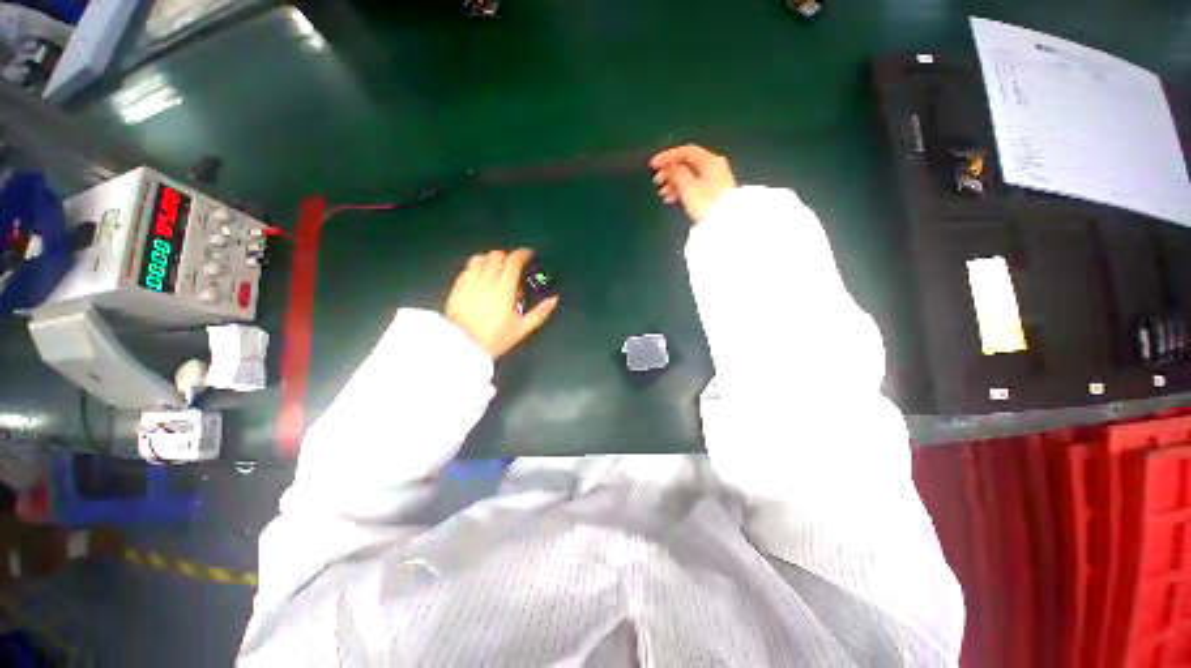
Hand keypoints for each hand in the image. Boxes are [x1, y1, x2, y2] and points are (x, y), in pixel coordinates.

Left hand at [445, 248, 558, 357]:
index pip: (513, 261)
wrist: (461, 347)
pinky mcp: (456, 287)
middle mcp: (486, 281)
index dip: (522, 254)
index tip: (528, 255)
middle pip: (496, 256)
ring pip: (479, 258)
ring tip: (496, 267)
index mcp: (504, 289)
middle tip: (514, 264)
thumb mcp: (521, 329)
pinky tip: (480, 275)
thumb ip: (539, 313)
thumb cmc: (494, 339)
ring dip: (490, 258)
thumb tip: (554, 299)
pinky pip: (467, 268)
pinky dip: (476, 266)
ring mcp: (469, 282)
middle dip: (507, 255)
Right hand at [650, 144, 736, 223]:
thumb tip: (672, 167)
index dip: (667, 156)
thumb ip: (677, 174)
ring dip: (673, 183)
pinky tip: (671, 200)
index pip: (686, 151)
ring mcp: (714, 181)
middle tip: (656, 182)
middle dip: (669, 171)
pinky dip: (680, 191)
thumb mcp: (689, 187)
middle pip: (687, 164)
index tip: (652, 165)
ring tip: (662, 195)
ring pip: (689, 177)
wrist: (725, 223)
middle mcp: (713, 167)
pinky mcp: (712, 194)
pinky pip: (692, 187)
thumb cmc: (706, 203)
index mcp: (709, 161)